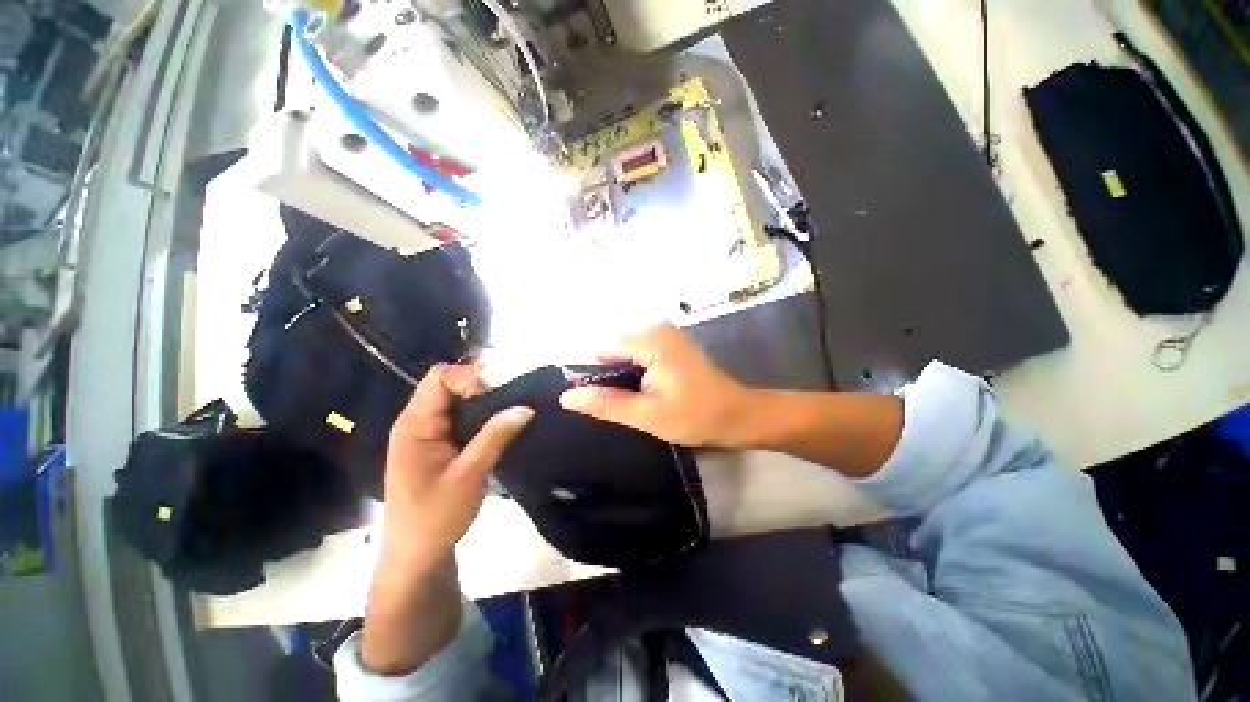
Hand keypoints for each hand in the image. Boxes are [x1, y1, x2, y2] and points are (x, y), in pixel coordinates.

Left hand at [361, 364, 531, 674]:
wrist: (416, 556)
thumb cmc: (435, 518)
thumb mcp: (469, 475)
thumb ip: (495, 437)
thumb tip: (526, 407)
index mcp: (415, 424)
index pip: (440, 378)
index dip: (470, 378)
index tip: (498, 396)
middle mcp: (418, 421)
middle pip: (449, 384)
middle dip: (482, 387)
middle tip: (512, 401)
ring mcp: (428, 432)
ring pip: (458, 400)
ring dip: (485, 403)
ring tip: (511, 412)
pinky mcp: (439, 444)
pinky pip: (461, 417)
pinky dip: (482, 416)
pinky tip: (500, 426)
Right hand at [559, 323, 754, 447]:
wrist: (739, 415)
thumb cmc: (696, 416)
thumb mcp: (647, 415)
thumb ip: (606, 404)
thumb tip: (567, 396)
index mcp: (650, 339)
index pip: (602, 350)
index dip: (598, 378)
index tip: (608, 403)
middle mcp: (656, 327)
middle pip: (613, 348)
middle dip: (613, 377)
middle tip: (630, 404)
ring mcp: (665, 332)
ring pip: (625, 352)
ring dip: (625, 376)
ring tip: (640, 399)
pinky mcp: (670, 342)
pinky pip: (639, 352)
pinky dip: (637, 372)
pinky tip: (649, 390)